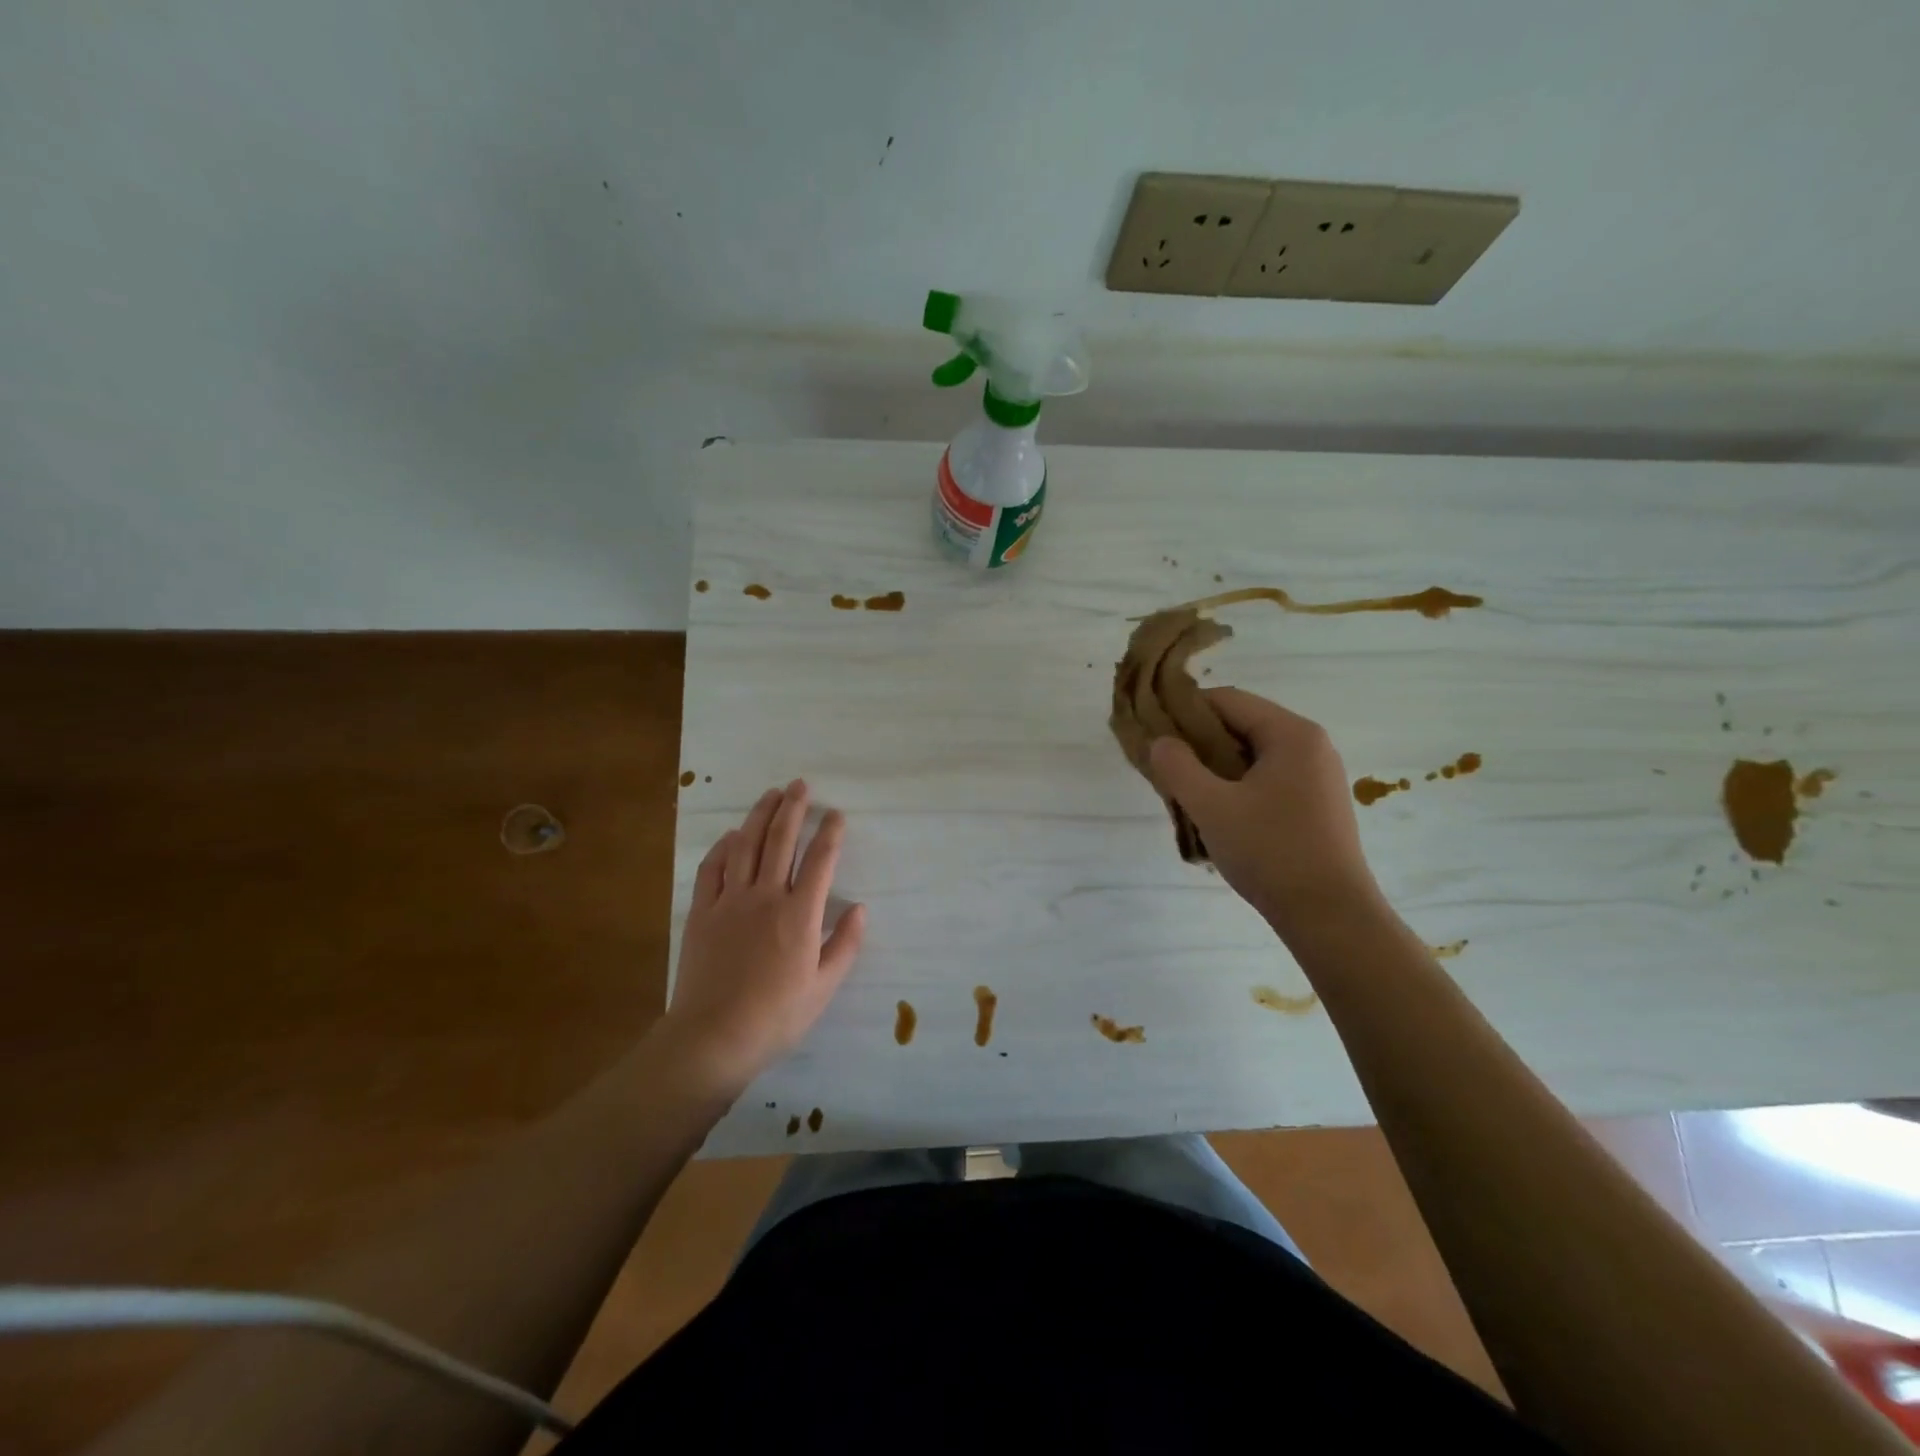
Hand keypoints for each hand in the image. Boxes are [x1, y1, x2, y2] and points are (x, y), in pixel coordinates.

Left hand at [662, 781, 865, 1094]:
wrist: (713, 1038)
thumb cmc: (776, 1016)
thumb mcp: (824, 988)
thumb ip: (845, 945)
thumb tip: (859, 908)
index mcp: (800, 914)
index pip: (820, 861)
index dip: (830, 833)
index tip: (836, 814)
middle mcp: (766, 897)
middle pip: (780, 841)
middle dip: (793, 809)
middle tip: (800, 785)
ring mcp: (730, 901)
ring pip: (745, 846)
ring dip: (759, 816)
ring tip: (771, 794)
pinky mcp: (702, 912)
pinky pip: (712, 869)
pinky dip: (723, 847)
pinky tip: (731, 836)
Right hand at [1147, 688, 1384, 941]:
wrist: (1330, 915)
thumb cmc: (1270, 852)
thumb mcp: (1212, 807)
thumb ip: (1178, 767)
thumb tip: (1160, 742)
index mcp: (1291, 734)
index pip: (1228, 700)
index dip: (1185, 711)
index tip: (1155, 735)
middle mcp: (1312, 745)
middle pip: (1242, 725)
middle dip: (1201, 743)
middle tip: (1168, 770)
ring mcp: (1319, 776)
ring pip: (1254, 755)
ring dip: (1218, 769)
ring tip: (1190, 797)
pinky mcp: (1320, 804)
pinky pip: (1270, 779)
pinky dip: (1240, 787)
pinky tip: (1222, 816)